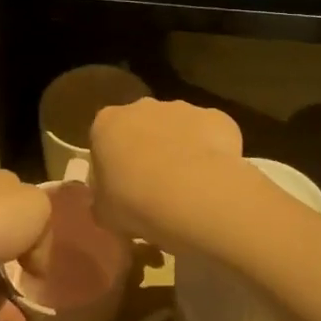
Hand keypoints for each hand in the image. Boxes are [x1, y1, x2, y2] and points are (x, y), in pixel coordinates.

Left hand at [0, 170, 48, 320]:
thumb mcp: (38, 207)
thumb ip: (46, 229)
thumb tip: (34, 260)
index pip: (20, 196)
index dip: (39, 216)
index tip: (58, 240)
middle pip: (7, 231)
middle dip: (26, 250)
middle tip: (50, 272)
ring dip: (15, 285)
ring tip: (43, 302)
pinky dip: (4, 313)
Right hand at [88, 98, 241, 244]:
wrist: (192, 196)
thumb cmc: (134, 203)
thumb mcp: (104, 213)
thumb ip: (104, 201)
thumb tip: (109, 202)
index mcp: (106, 124)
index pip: (104, 138)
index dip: (113, 164)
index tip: (122, 189)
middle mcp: (142, 107)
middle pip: (143, 126)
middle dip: (148, 150)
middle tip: (155, 189)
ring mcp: (182, 108)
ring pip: (179, 128)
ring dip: (181, 149)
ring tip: (189, 189)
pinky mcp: (216, 117)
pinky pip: (213, 134)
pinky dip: (213, 153)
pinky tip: (215, 181)